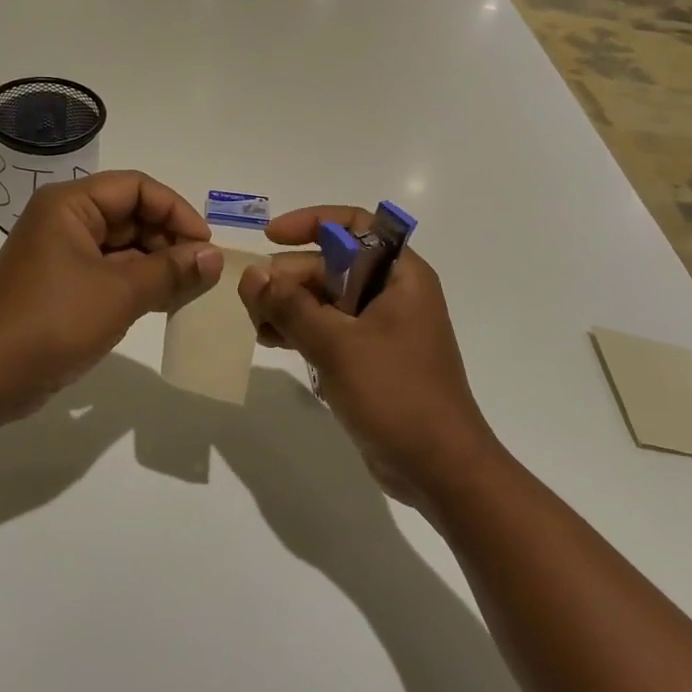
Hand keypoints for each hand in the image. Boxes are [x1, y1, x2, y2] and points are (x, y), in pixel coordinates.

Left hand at [0, 172, 221, 421]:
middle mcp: (63, 220)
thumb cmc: (54, 321)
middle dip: (168, 240)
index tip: (205, 245)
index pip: (136, 187)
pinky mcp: (61, 285)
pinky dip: (137, 283)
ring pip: (122, 246)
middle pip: (130, 214)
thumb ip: (171, 271)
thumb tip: (214, 256)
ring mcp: (60, 254)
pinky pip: (108, 272)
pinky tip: (165, 304)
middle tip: (202, 273)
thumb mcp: (120, 293)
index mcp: (69, 204)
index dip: (175, 211)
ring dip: (156, 265)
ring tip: (190, 291)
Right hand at [237, 205, 499, 506]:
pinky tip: (270, 341)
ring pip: (324, 298)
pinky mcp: (368, 358)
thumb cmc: (396, 394)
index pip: (355, 225)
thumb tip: (252, 276)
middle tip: (252, 301)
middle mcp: (391, 293)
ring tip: (257, 325)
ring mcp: (379, 327)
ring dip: (288, 305)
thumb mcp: (337, 344)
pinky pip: (327, 329)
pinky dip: (299, 330)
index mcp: (399, 275)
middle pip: (331, 264)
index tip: (271, 237)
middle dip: (289, 277)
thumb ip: (290, 306)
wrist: (440, 470)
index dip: (311, 222)